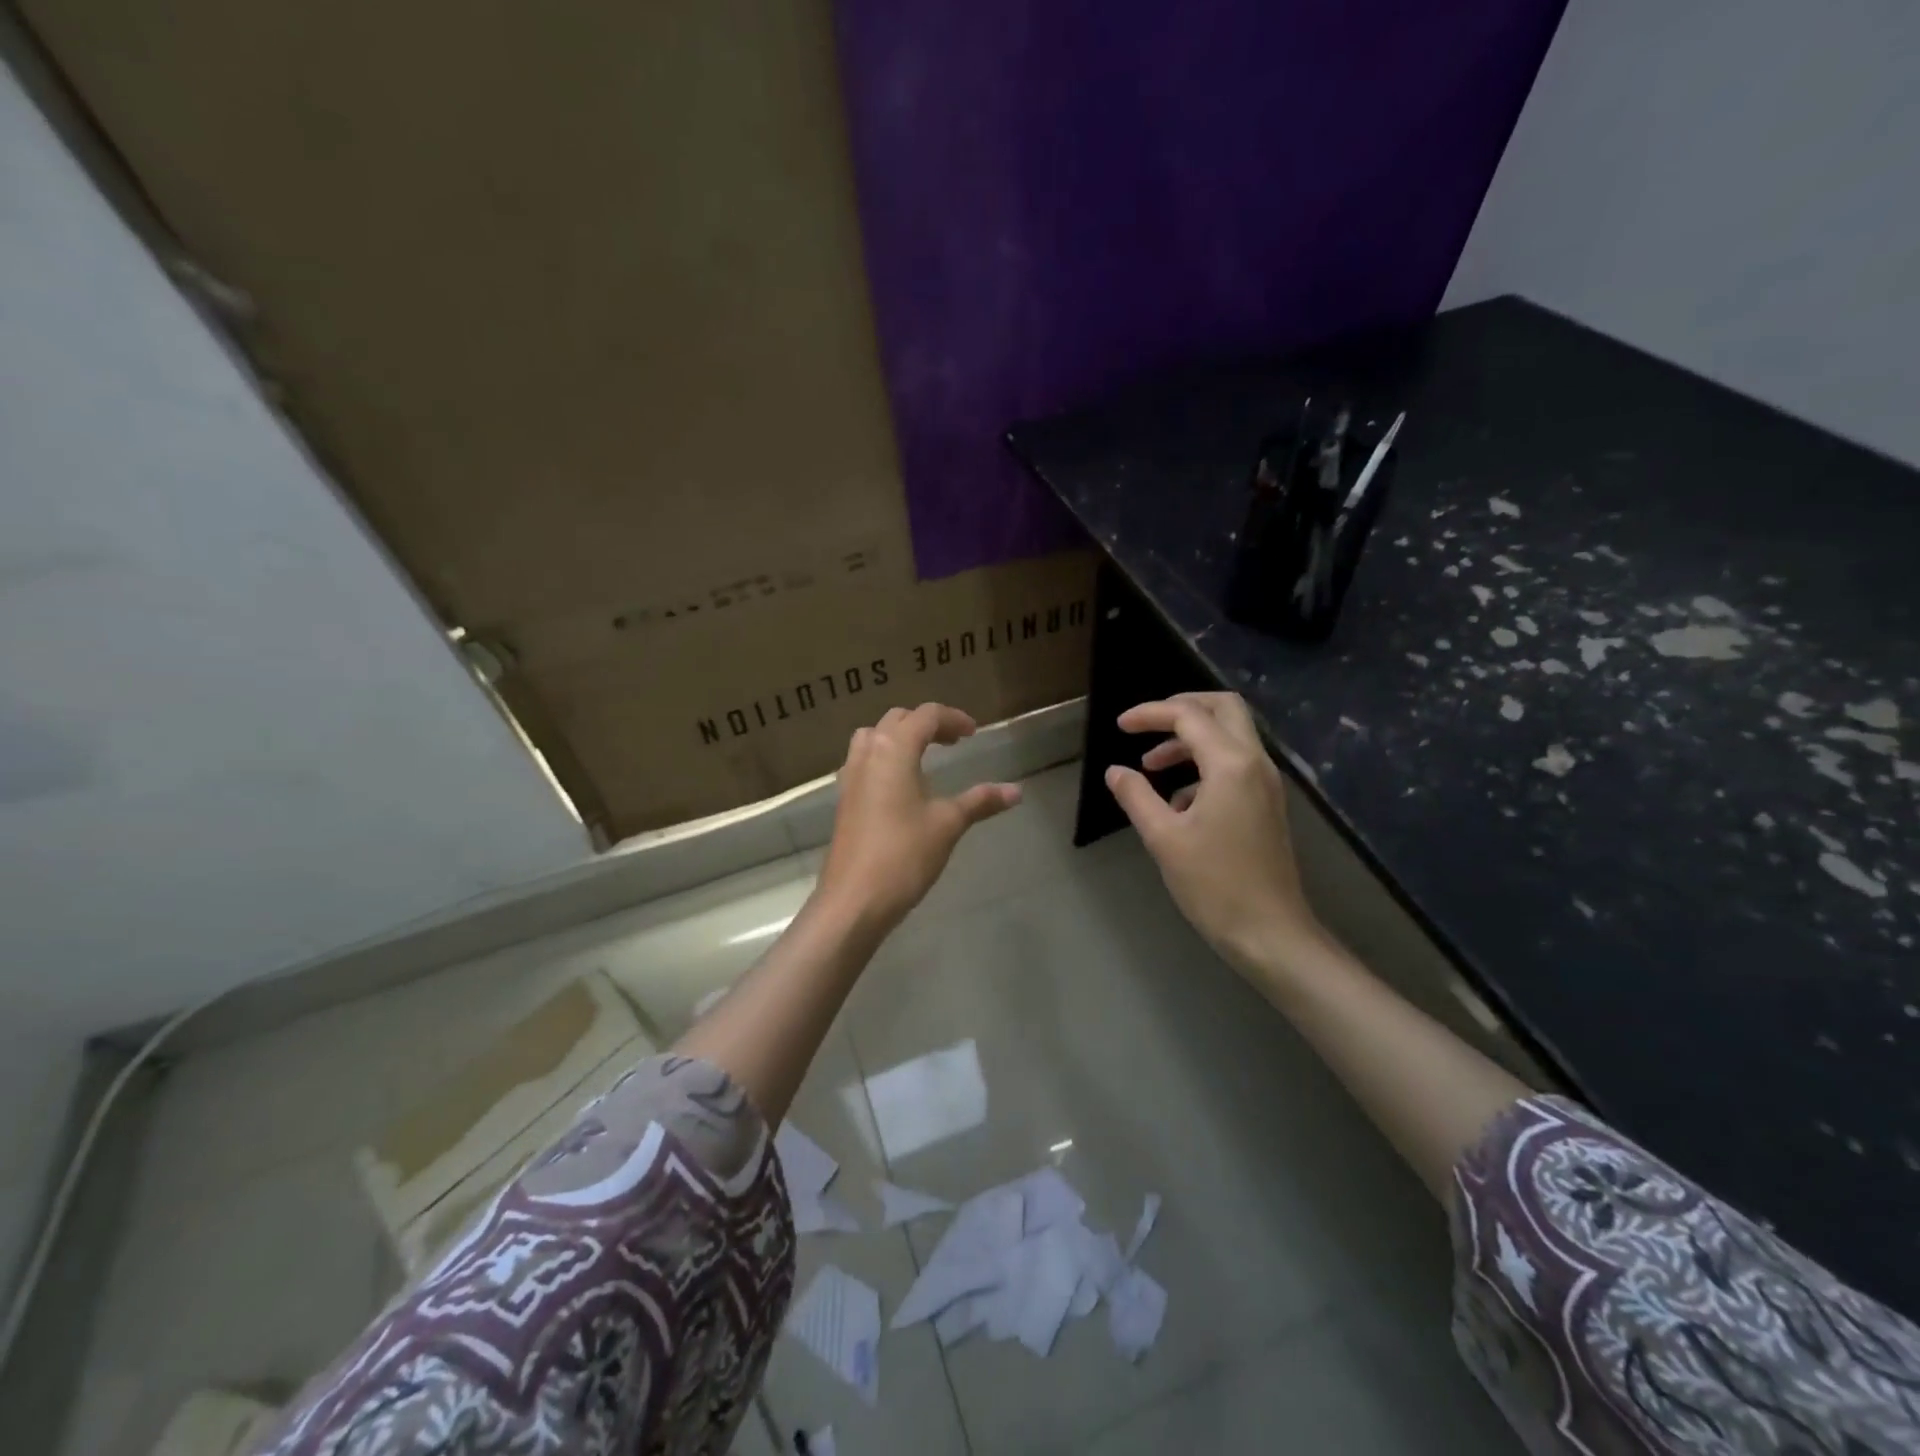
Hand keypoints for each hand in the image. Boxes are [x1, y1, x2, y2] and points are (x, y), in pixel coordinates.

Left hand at [816, 703, 1021, 934]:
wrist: (854, 900)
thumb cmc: (904, 854)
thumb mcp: (948, 824)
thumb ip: (980, 801)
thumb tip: (1016, 791)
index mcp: (893, 749)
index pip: (925, 716)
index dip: (953, 718)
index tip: (974, 733)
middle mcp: (867, 754)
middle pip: (897, 720)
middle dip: (927, 724)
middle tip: (953, 742)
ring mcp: (850, 777)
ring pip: (873, 737)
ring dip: (899, 737)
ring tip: (923, 755)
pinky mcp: (844, 800)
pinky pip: (863, 762)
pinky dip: (884, 758)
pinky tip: (899, 785)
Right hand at [1104, 693, 1323, 971]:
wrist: (1271, 933)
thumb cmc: (1214, 885)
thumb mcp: (1164, 838)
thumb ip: (1136, 796)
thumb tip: (1115, 771)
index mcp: (1231, 765)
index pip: (1188, 716)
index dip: (1150, 713)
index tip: (1120, 726)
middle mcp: (1255, 763)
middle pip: (1224, 708)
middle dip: (1182, 708)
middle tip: (1146, 725)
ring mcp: (1266, 783)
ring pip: (1231, 735)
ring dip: (1191, 738)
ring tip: (1152, 765)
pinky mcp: (1267, 804)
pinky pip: (1235, 764)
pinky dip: (1204, 764)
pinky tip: (1178, 802)